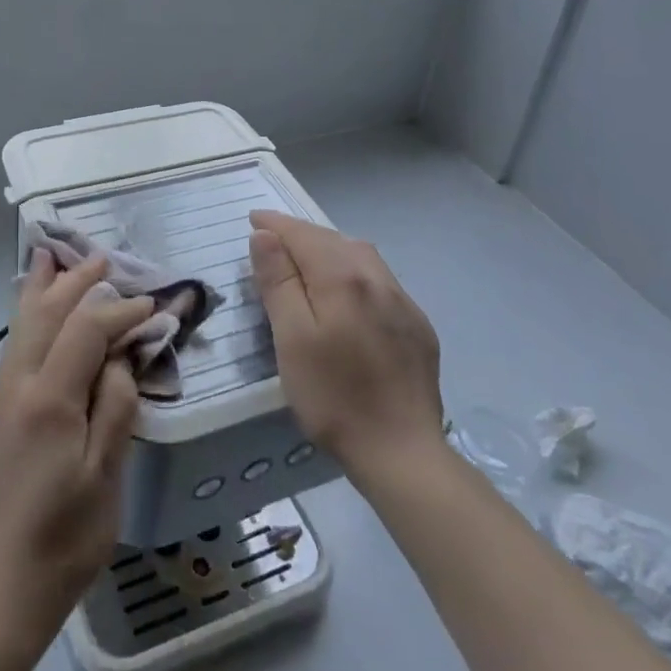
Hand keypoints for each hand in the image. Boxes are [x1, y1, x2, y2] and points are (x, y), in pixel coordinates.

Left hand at [0, 251, 154, 644]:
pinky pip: (15, 346)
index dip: (120, 311)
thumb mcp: (106, 474)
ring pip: (22, 325)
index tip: (152, 307)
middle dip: (75, 282)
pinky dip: (29, 316)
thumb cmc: (66, 536)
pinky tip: (35, 311)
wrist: (4, 587)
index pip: (87, 330)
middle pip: (46, 314)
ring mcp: (1, 398)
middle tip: (102, 258)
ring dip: (44, 290)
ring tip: (52, 257)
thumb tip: (121, 357)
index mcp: (48, 399)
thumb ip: (117, 405)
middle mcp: (17, 386)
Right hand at [249, 210, 444, 479]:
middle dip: (301, 233)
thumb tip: (266, 236)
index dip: (276, 225)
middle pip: (334, 240)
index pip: (303, 236)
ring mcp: (403, 302)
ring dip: (330, 247)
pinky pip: (380, 280)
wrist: (402, 452)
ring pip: (361, 256)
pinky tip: (348, 291)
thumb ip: (279, 282)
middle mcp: (378, 279)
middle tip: (272, 237)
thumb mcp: (292, 339)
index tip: (252, 218)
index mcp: (343, 278)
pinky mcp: (417, 326)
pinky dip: (354, 270)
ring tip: (306, 256)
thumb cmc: (333, 397)